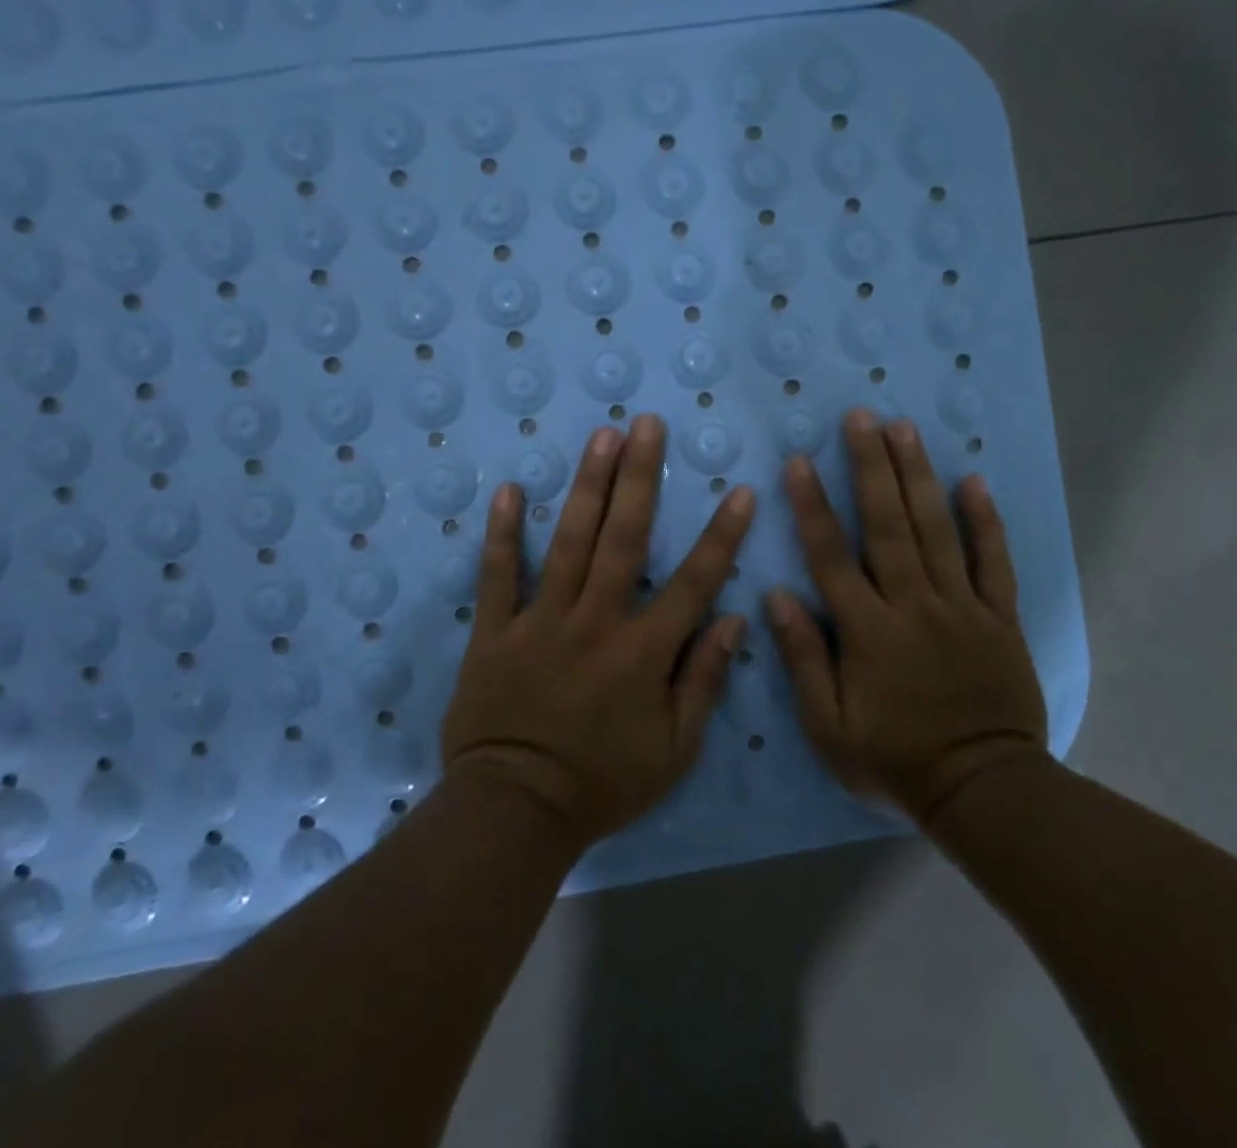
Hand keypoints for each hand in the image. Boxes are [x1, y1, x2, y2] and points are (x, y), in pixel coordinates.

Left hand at [441, 415, 755, 845]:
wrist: (516, 812)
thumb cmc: (603, 784)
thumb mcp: (673, 750)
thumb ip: (703, 681)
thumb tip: (735, 620)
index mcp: (642, 652)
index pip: (694, 583)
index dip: (721, 536)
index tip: (740, 491)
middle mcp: (595, 621)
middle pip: (624, 538)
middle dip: (640, 477)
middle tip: (647, 425)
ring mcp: (541, 621)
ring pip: (568, 542)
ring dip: (587, 487)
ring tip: (601, 438)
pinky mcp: (496, 632)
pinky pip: (498, 576)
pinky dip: (502, 534)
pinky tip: (509, 491)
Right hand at [768, 409, 1047, 823]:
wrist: (984, 791)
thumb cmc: (895, 762)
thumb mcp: (829, 728)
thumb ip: (803, 659)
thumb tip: (778, 596)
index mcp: (868, 631)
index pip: (832, 556)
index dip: (813, 505)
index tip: (800, 460)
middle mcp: (913, 605)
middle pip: (888, 524)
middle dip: (871, 466)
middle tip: (861, 417)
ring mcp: (961, 607)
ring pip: (937, 530)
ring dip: (918, 476)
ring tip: (904, 429)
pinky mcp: (999, 617)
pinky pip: (993, 561)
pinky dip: (985, 521)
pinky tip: (974, 481)